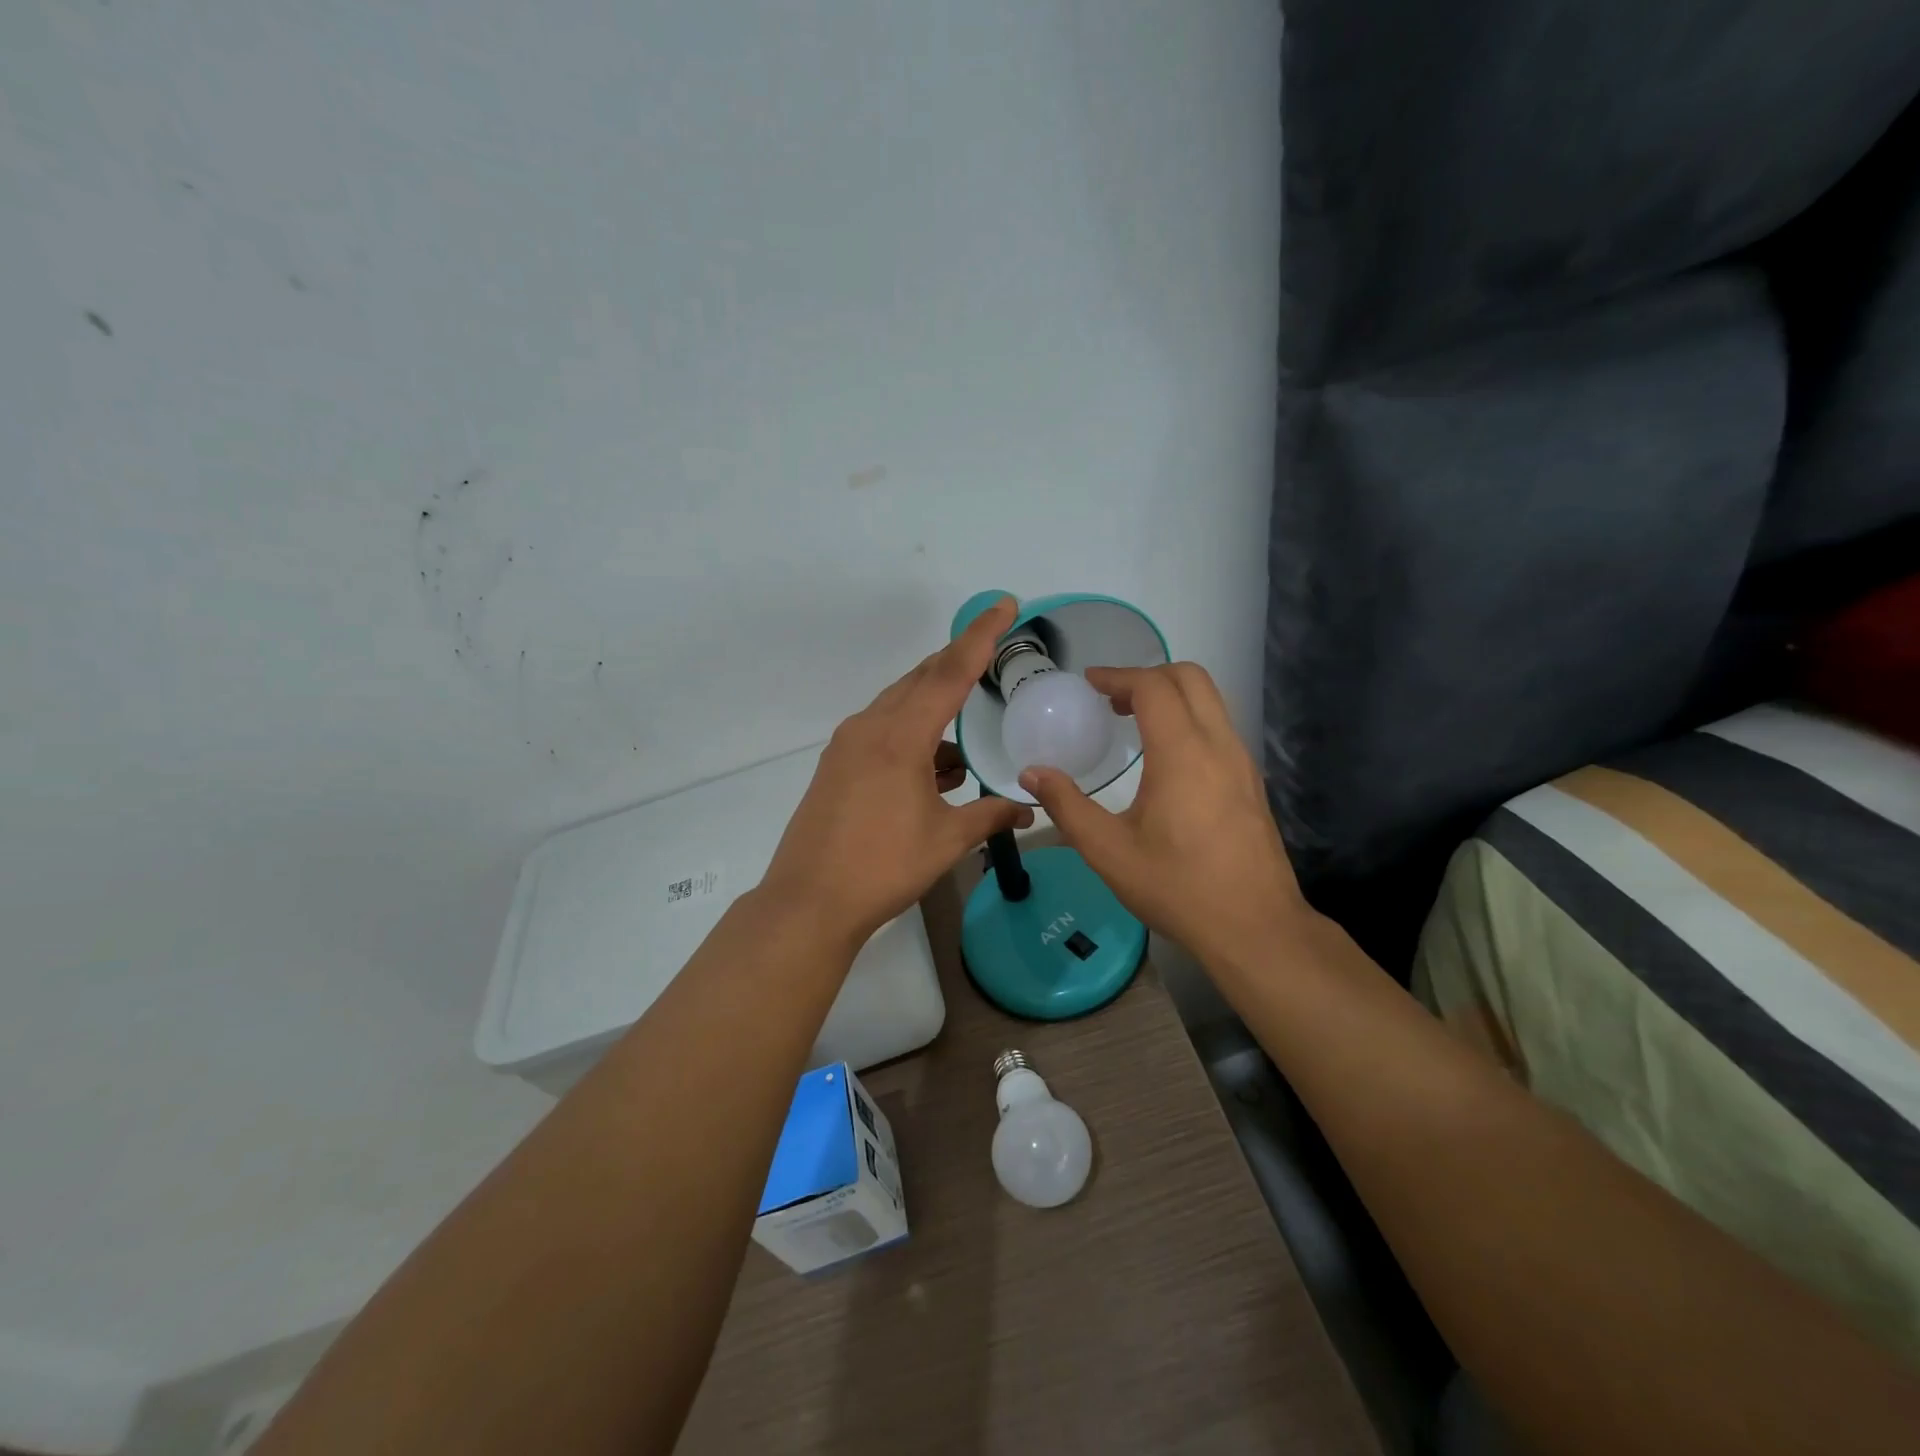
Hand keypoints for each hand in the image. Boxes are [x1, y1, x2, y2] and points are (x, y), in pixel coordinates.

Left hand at [762, 598, 1033, 945]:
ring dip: (935, 705)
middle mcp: (870, 727)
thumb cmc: (883, 866)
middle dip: (957, 662)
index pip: (949, 672)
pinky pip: (883, 731)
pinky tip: (936, 765)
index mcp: (900, 736)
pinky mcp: (837, 765)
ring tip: (967, 722)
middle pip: (920, 678)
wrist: (809, 900)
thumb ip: (990, 816)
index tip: (1003, 604)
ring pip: (899, 705)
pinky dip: (914, 735)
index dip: (980, 636)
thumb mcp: (946, 840)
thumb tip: (1029, 809)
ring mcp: (848, 745)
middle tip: (992, 651)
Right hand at [1018, 663, 1305, 967]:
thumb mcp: (1108, 851)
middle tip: (1110, 700)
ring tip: (1133, 722)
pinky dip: (1189, 719)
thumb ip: (1067, 806)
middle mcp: (1218, 745)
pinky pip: (1220, 727)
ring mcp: (1242, 762)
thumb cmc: (1177, 887)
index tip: (1089, 683)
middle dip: (1148, 676)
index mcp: (1182, 753)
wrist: (1255, 927)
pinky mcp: (1252, 782)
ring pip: (1211, 700)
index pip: (1153, 687)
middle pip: (1191, 678)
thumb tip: (1032, 774)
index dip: (1118, 676)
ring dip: (1171, 696)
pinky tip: (1165, 758)